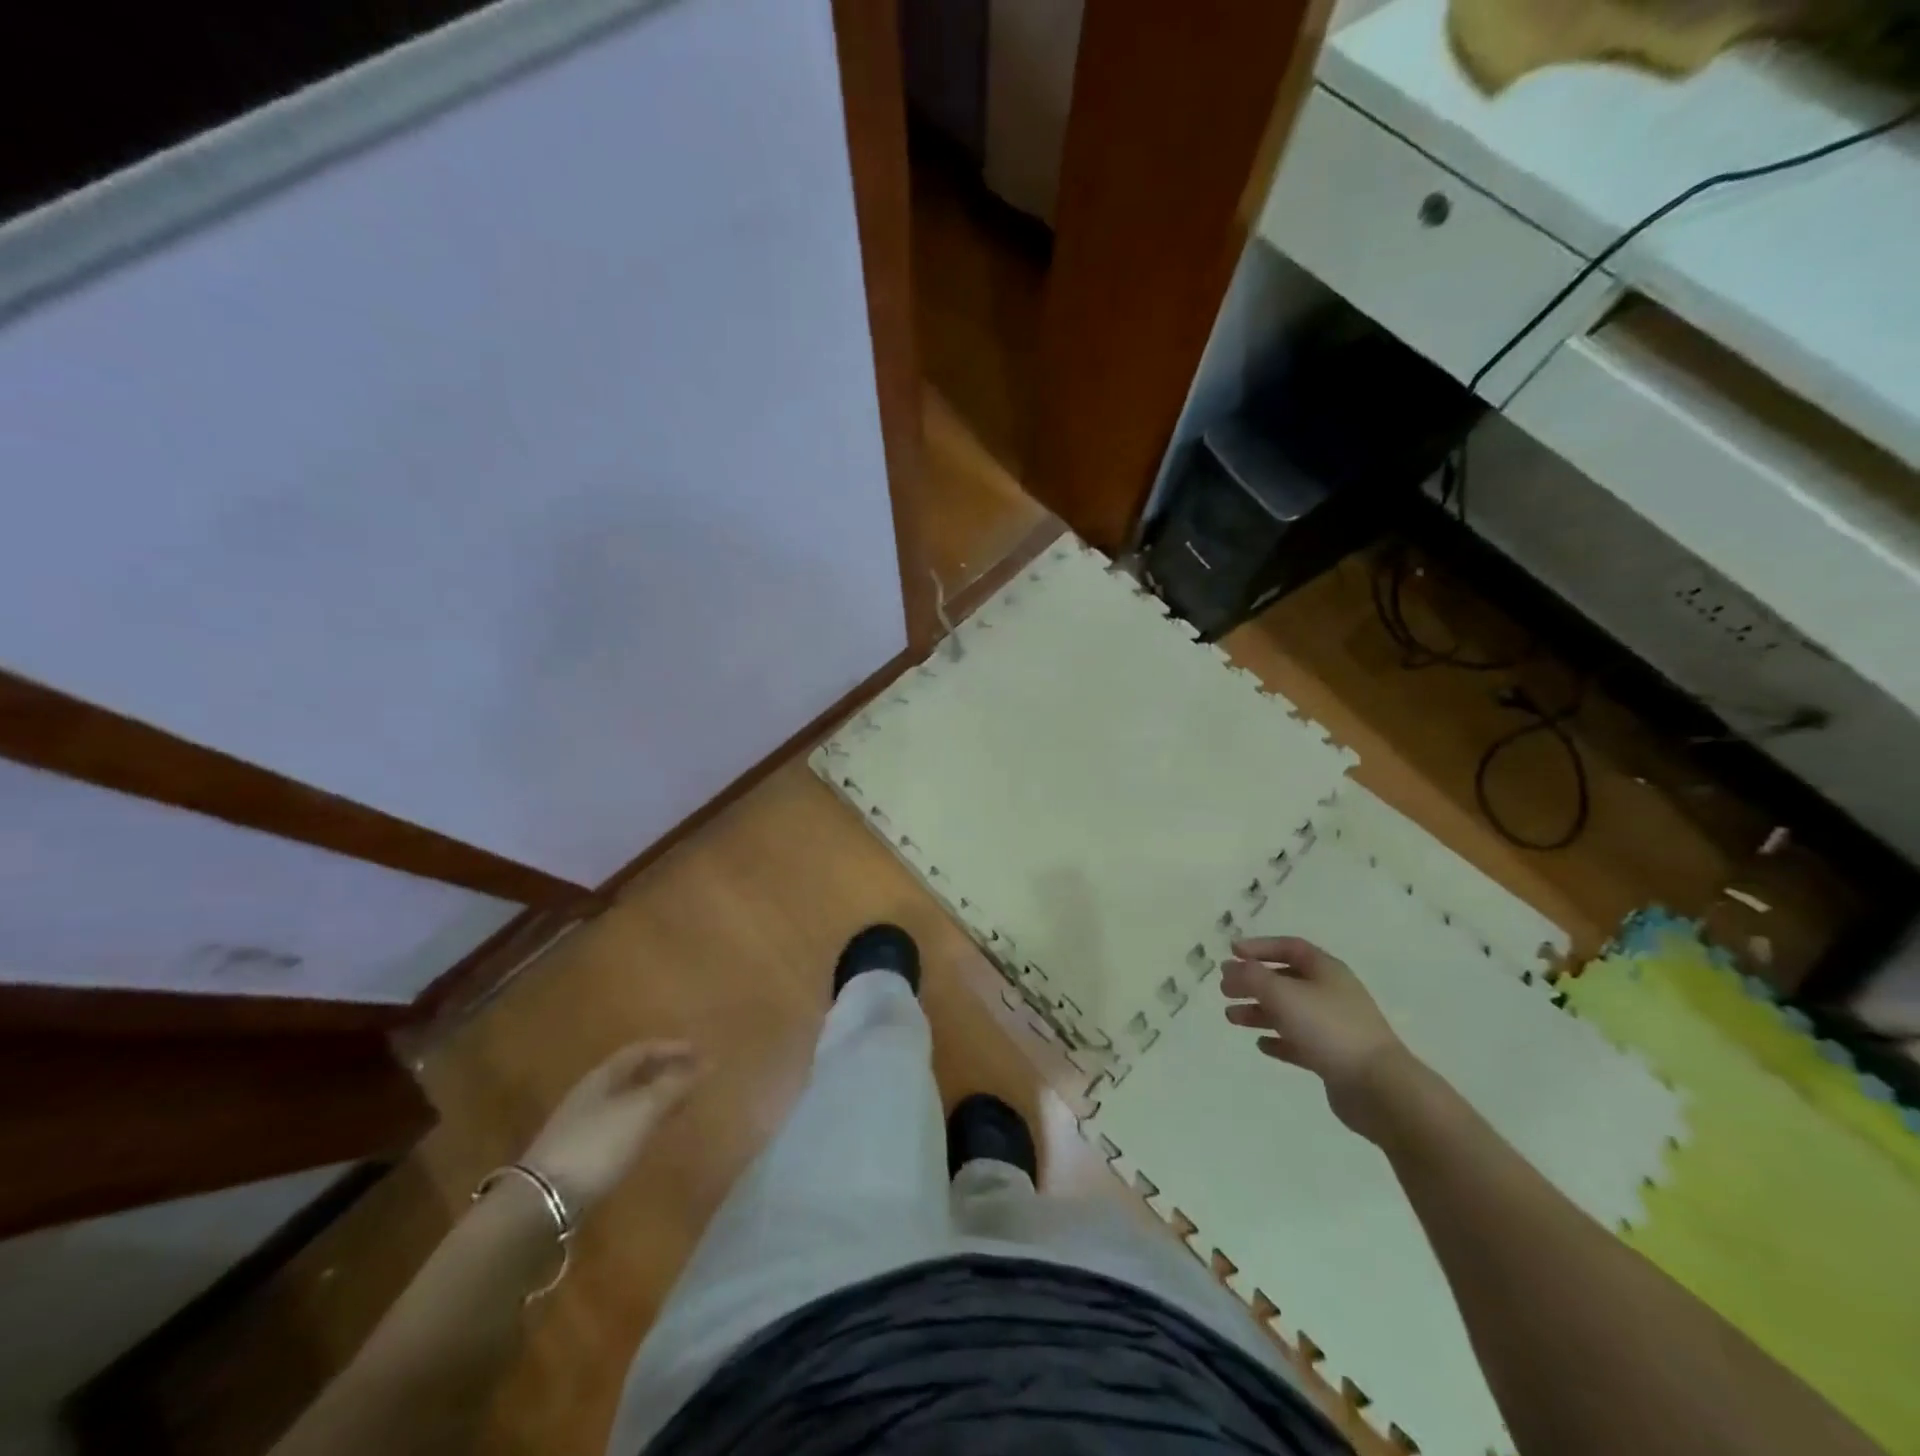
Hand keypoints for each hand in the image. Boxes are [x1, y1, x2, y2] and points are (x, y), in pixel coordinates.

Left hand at [522, 1041, 701, 1217]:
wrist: (541, 1203)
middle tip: (695, 1078)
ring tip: (681, 1105)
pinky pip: (621, 1124)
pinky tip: (652, 1135)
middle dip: (665, 1072)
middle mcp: (591, 1094)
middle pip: (633, 1074)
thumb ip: (675, 1085)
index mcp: (604, 1076)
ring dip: (655, 1098)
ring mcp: (582, 1125)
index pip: (642, 1050)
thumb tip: (708, 1063)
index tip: (701, 1052)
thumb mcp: (643, 1110)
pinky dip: (643, 1122)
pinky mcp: (580, 1154)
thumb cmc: (597, 1145)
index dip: (672, 1048)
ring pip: (627, 1101)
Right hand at [1219, 936, 1406, 1136]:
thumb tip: (1229, 967)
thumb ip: (1251, 977)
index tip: (1231, 952)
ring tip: (1231, 1018)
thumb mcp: (1282, 994)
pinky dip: (1279, 1040)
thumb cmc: (1328, 1028)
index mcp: (1326, 970)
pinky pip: (1300, 1042)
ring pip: (1289, 1012)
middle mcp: (1331, 993)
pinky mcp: (1334, 1057)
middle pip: (1286, 980)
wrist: (1378, 1087)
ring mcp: (1334, 1026)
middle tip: (1224, 990)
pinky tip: (1262, 1045)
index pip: (1289, 947)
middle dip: (1253, 982)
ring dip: (1259, 1012)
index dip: (1259, 947)